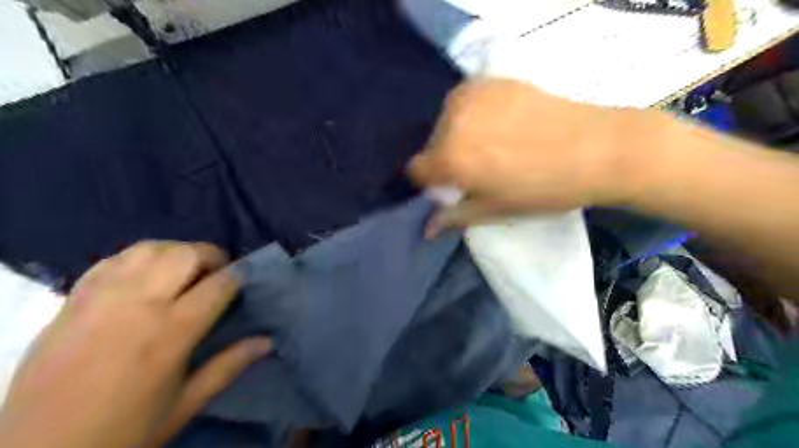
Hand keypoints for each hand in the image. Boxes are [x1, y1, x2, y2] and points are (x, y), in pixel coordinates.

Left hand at [0, 241, 270, 446]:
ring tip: (183, 271)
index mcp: (171, 332)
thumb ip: (230, 365)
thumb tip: (268, 340)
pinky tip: (145, 275)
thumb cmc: (125, 430)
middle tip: (217, 274)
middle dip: (212, 256)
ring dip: (177, 252)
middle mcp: (138, 304)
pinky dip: (139, 258)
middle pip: (185, 254)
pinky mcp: (73, 299)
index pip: (219, 284)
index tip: (246, 279)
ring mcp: (101, 297)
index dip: (240, 276)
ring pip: (150, 248)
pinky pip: (114, 259)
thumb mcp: (187, 403)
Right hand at [409, 78, 640, 228]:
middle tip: (478, 168)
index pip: (415, 170)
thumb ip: (454, 217)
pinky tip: (502, 123)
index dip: (432, 182)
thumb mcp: (494, 210)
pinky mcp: (491, 80)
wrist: (596, 148)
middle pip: (431, 145)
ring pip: (446, 121)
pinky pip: (466, 101)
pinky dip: (473, 114)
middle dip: (445, 159)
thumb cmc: (542, 189)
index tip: (453, 186)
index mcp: (449, 157)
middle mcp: (451, 121)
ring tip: (492, 144)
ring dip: (459, 135)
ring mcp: (471, 94)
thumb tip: (427, 229)